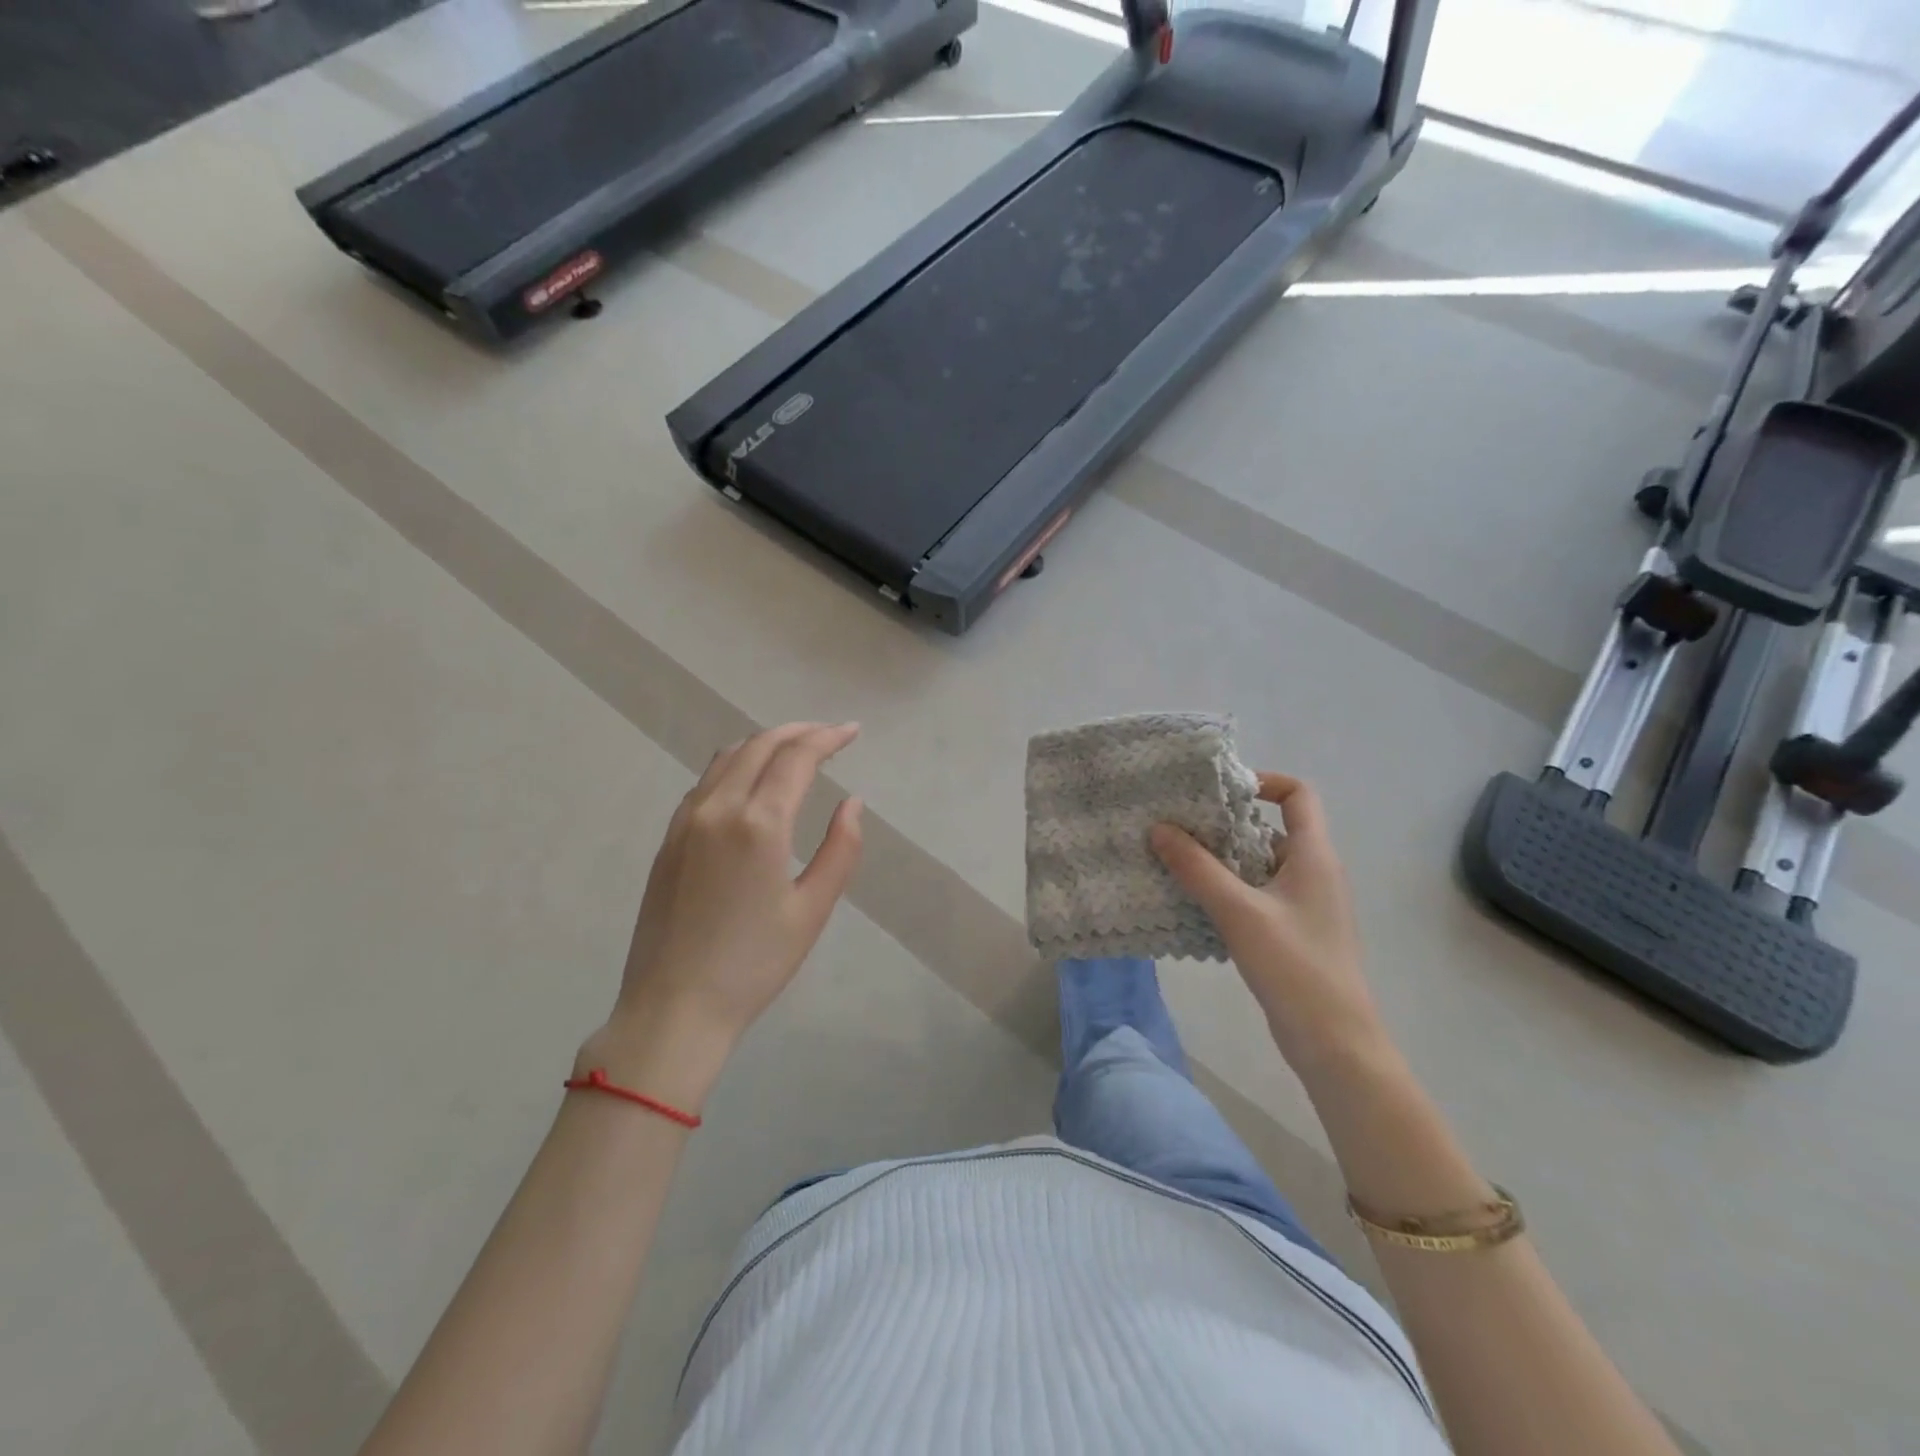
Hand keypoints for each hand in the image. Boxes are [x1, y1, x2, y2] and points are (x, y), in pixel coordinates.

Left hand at [582, 723, 864, 1106]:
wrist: (673, 1008)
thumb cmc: (753, 964)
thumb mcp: (812, 909)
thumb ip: (840, 849)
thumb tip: (852, 803)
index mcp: (758, 823)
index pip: (796, 757)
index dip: (828, 737)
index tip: (852, 731)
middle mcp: (718, 808)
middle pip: (760, 745)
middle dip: (799, 732)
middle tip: (830, 735)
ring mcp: (686, 821)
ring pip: (727, 757)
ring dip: (765, 743)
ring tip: (794, 749)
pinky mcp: (669, 839)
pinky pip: (705, 781)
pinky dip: (735, 764)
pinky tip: (750, 781)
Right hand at [1151, 774, 1385, 1073]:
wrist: (1336, 1043)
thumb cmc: (1295, 967)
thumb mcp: (1239, 912)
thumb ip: (1197, 868)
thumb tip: (1159, 828)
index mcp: (1314, 856)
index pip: (1298, 795)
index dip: (1263, 782)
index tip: (1217, 792)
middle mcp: (1313, 872)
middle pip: (1269, 829)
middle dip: (1224, 825)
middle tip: (1178, 826)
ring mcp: (1303, 904)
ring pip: (1257, 865)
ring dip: (1220, 861)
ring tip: (1174, 860)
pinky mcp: (1292, 932)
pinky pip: (1255, 895)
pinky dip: (1226, 890)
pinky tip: (1192, 902)